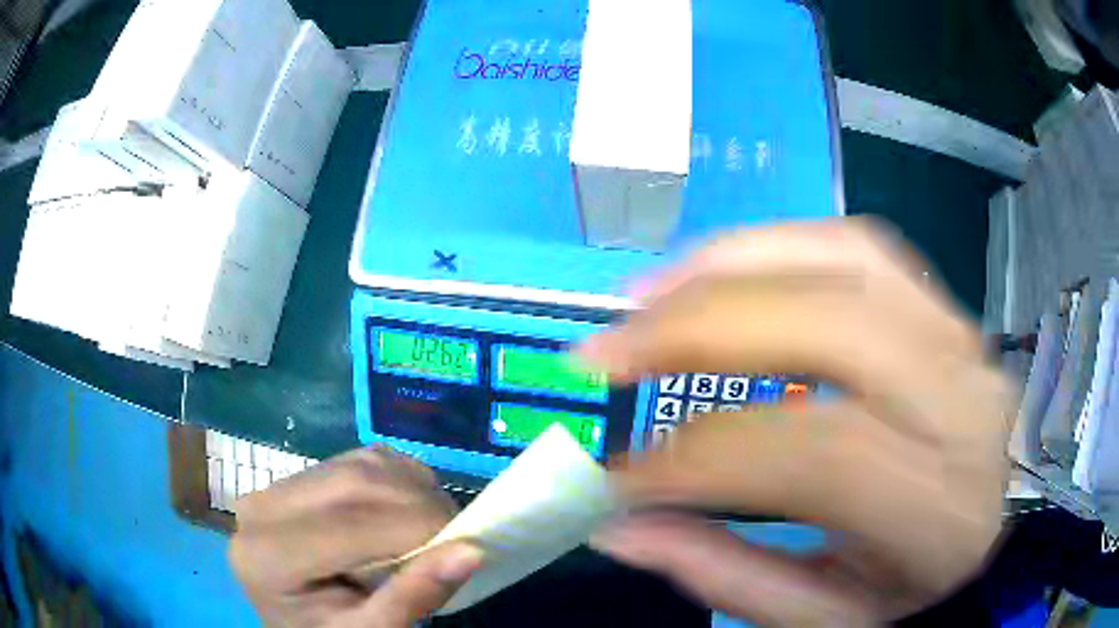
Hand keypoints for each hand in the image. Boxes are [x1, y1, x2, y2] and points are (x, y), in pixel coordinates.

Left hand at [229, 447, 483, 626]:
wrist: (292, 623)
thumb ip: (411, 597)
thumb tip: (472, 551)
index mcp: (269, 556)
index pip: (350, 526)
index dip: (417, 528)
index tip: (469, 544)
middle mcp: (262, 507)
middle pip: (354, 484)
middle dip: (419, 504)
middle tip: (458, 533)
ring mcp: (276, 486)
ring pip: (358, 464)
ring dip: (410, 488)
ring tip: (434, 525)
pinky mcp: (295, 478)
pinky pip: (356, 460)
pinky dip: (395, 477)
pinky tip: (405, 508)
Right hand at [581, 219, 1014, 624]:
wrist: (1000, 524)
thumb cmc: (921, 585)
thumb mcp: (831, 615)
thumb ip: (729, 575)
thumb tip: (621, 527)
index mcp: (937, 506)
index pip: (812, 454)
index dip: (695, 460)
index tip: (614, 478)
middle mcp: (957, 402)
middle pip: (828, 328)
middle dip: (697, 329)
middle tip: (604, 352)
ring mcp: (958, 337)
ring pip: (842, 258)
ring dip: (730, 265)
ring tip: (645, 295)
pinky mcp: (944, 307)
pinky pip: (860, 246)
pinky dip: (780, 244)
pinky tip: (724, 271)